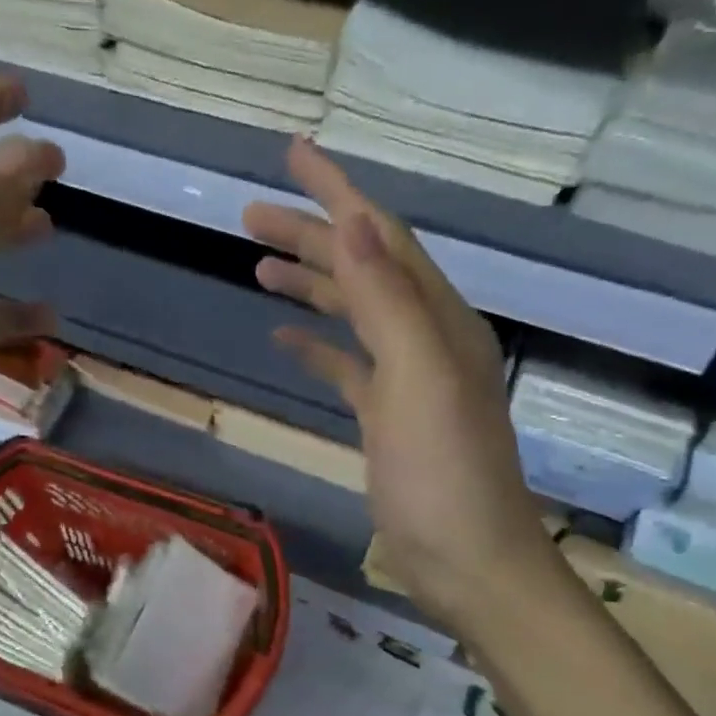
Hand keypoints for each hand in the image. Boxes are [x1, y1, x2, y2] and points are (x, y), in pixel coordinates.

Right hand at [245, 140, 557, 634]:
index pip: (380, 235)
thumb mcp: (418, 379)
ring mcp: (406, 379)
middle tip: (249, 216)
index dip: (337, 191)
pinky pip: (348, 365)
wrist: (466, 562)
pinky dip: (318, 345)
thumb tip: (353, 220)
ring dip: (309, 284)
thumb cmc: (442, 474)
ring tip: (258, 265)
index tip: (293, 154)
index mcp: (436, 318)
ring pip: (352, 313)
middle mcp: (425, 336)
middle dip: (309, 235)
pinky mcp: (387, 417)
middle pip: (361, 268)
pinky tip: (284, 340)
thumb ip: (387, 299)